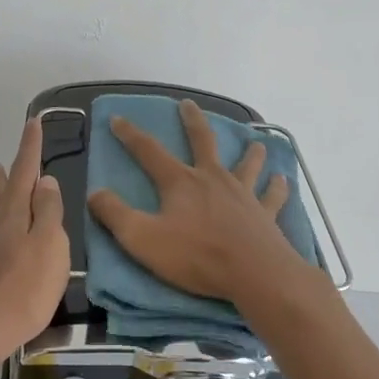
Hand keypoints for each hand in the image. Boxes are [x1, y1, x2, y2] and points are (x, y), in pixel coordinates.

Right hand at [87, 98, 311, 306]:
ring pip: (246, 164)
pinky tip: (282, 180)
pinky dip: (277, 187)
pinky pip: (272, 196)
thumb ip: (115, 215)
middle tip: (188, 105)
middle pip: (202, 141)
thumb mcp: (142, 239)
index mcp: (180, 182)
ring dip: (249, 153)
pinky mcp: (266, 214)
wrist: (255, 274)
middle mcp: (212, 179)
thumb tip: (95, 193)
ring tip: (255, 143)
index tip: (117, 119)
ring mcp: (243, 194)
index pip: (149, 151)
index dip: (130, 135)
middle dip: (192, 122)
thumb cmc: (196, 256)